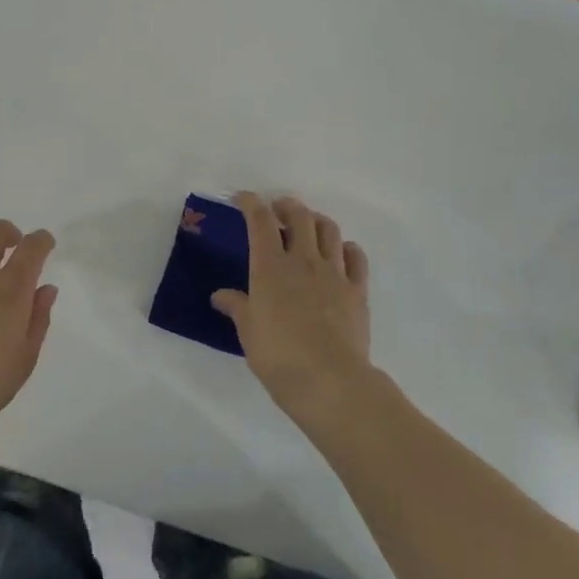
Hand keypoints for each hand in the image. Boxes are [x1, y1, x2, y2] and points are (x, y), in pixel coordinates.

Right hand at [212, 193, 373, 421]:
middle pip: (299, 215)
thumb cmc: (279, 357)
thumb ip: (237, 307)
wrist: (329, 380)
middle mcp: (303, 261)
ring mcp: (334, 273)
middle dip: (286, 205)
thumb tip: (220, 296)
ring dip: (316, 220)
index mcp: (270, 268)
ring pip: (329, 229)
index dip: (251, 203)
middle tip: (278, 210)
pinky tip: (340, 253)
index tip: (242, 198)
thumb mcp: (248, 332)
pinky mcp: (357, 289)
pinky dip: (346, 247)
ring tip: (308, 227)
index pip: (260, 221)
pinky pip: (355, 256)